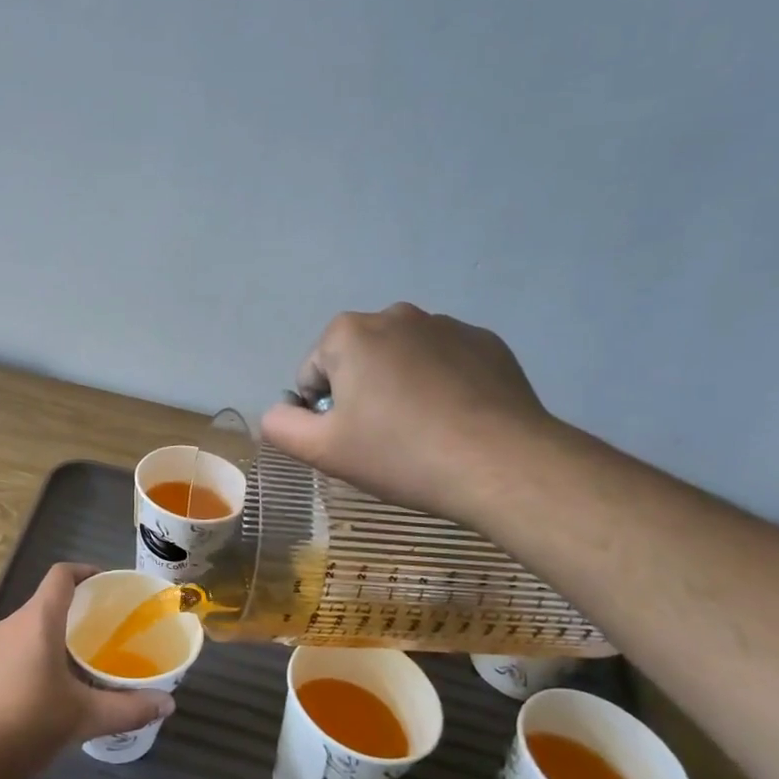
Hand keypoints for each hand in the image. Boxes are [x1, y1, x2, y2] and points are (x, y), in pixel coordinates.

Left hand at [0, 563, 175, 778]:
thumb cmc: (28, 724)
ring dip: (61, 630)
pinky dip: (44, 649)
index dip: (86, 571)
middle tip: (111, 625)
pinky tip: (61, 682)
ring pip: (34, 624)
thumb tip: (169, 704)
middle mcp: (14, 624)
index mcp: (37, 621)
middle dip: (80, 606)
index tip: (110, 585)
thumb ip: (129, 708)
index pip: (61, 575)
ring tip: (91, 654)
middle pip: (48, 599)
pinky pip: (21, 645)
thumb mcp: (85, 717)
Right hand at [259, 303, 553, 523]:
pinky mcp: (487, 343)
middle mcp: (395, 315)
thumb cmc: (400, 453)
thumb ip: (280, 426)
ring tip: (424, 432)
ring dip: (400, 387)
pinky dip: (441, 385)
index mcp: (348, 333)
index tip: (352, 441)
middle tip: (384, 439)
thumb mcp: (323, 450)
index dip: (324, 412)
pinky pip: (445, 362)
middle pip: (357, 361)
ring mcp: (447, 325)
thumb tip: (276, 412)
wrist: (502, 464)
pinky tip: (456, 421)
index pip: (313, 374)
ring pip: (401, 360)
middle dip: (362, 393)